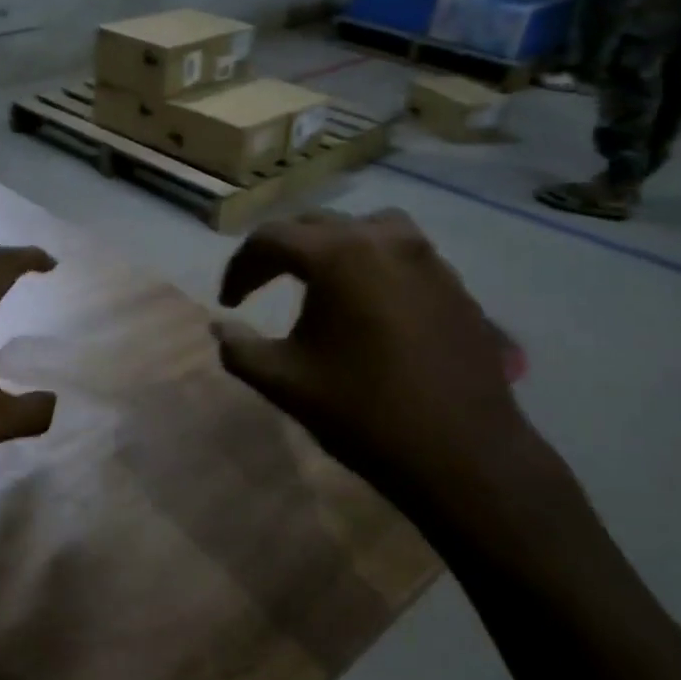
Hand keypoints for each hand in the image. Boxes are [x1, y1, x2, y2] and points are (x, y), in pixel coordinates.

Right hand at [211, 211, 542, 527]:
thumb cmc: (362, 412)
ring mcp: (427, 258)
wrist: (462, 454)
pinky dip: (370, 265)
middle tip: (259, 286)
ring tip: (316, 282)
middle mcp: (384, 239)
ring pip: (365, 230)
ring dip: (331, 248)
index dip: (240, 267)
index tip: (229, 302)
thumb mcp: (284, 382)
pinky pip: (401, 254)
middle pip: (316, 225)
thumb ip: (239, 348)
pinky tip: (365, 305)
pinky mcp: (454, 283)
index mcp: (338, 255)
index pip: (271, 239)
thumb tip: (219, 327)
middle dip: (280, 253)